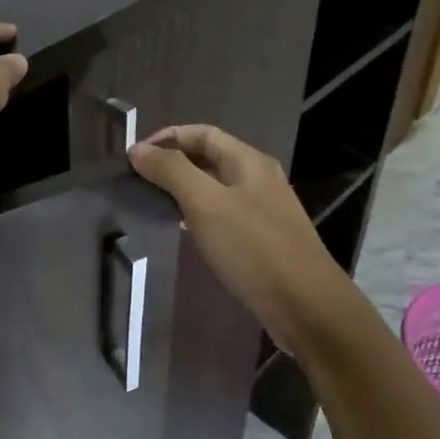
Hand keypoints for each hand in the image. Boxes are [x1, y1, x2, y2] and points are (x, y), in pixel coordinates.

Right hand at [128, 124, 354, 352]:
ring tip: (151, 203)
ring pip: (216, 188)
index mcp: (248, 161)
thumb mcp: (206, 203)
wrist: (305, 305)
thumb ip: (171, 172)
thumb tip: (139, 149)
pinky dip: (198, 215)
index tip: (133, 157)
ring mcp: (263, 210)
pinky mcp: (262, 239)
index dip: (166, 138)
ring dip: (184, 189)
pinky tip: (182, 231)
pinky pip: (224, 215)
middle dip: (173, 163)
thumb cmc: (253, 248)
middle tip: (137, 181)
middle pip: (209, 157)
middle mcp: (258, 178)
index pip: (202, 133)